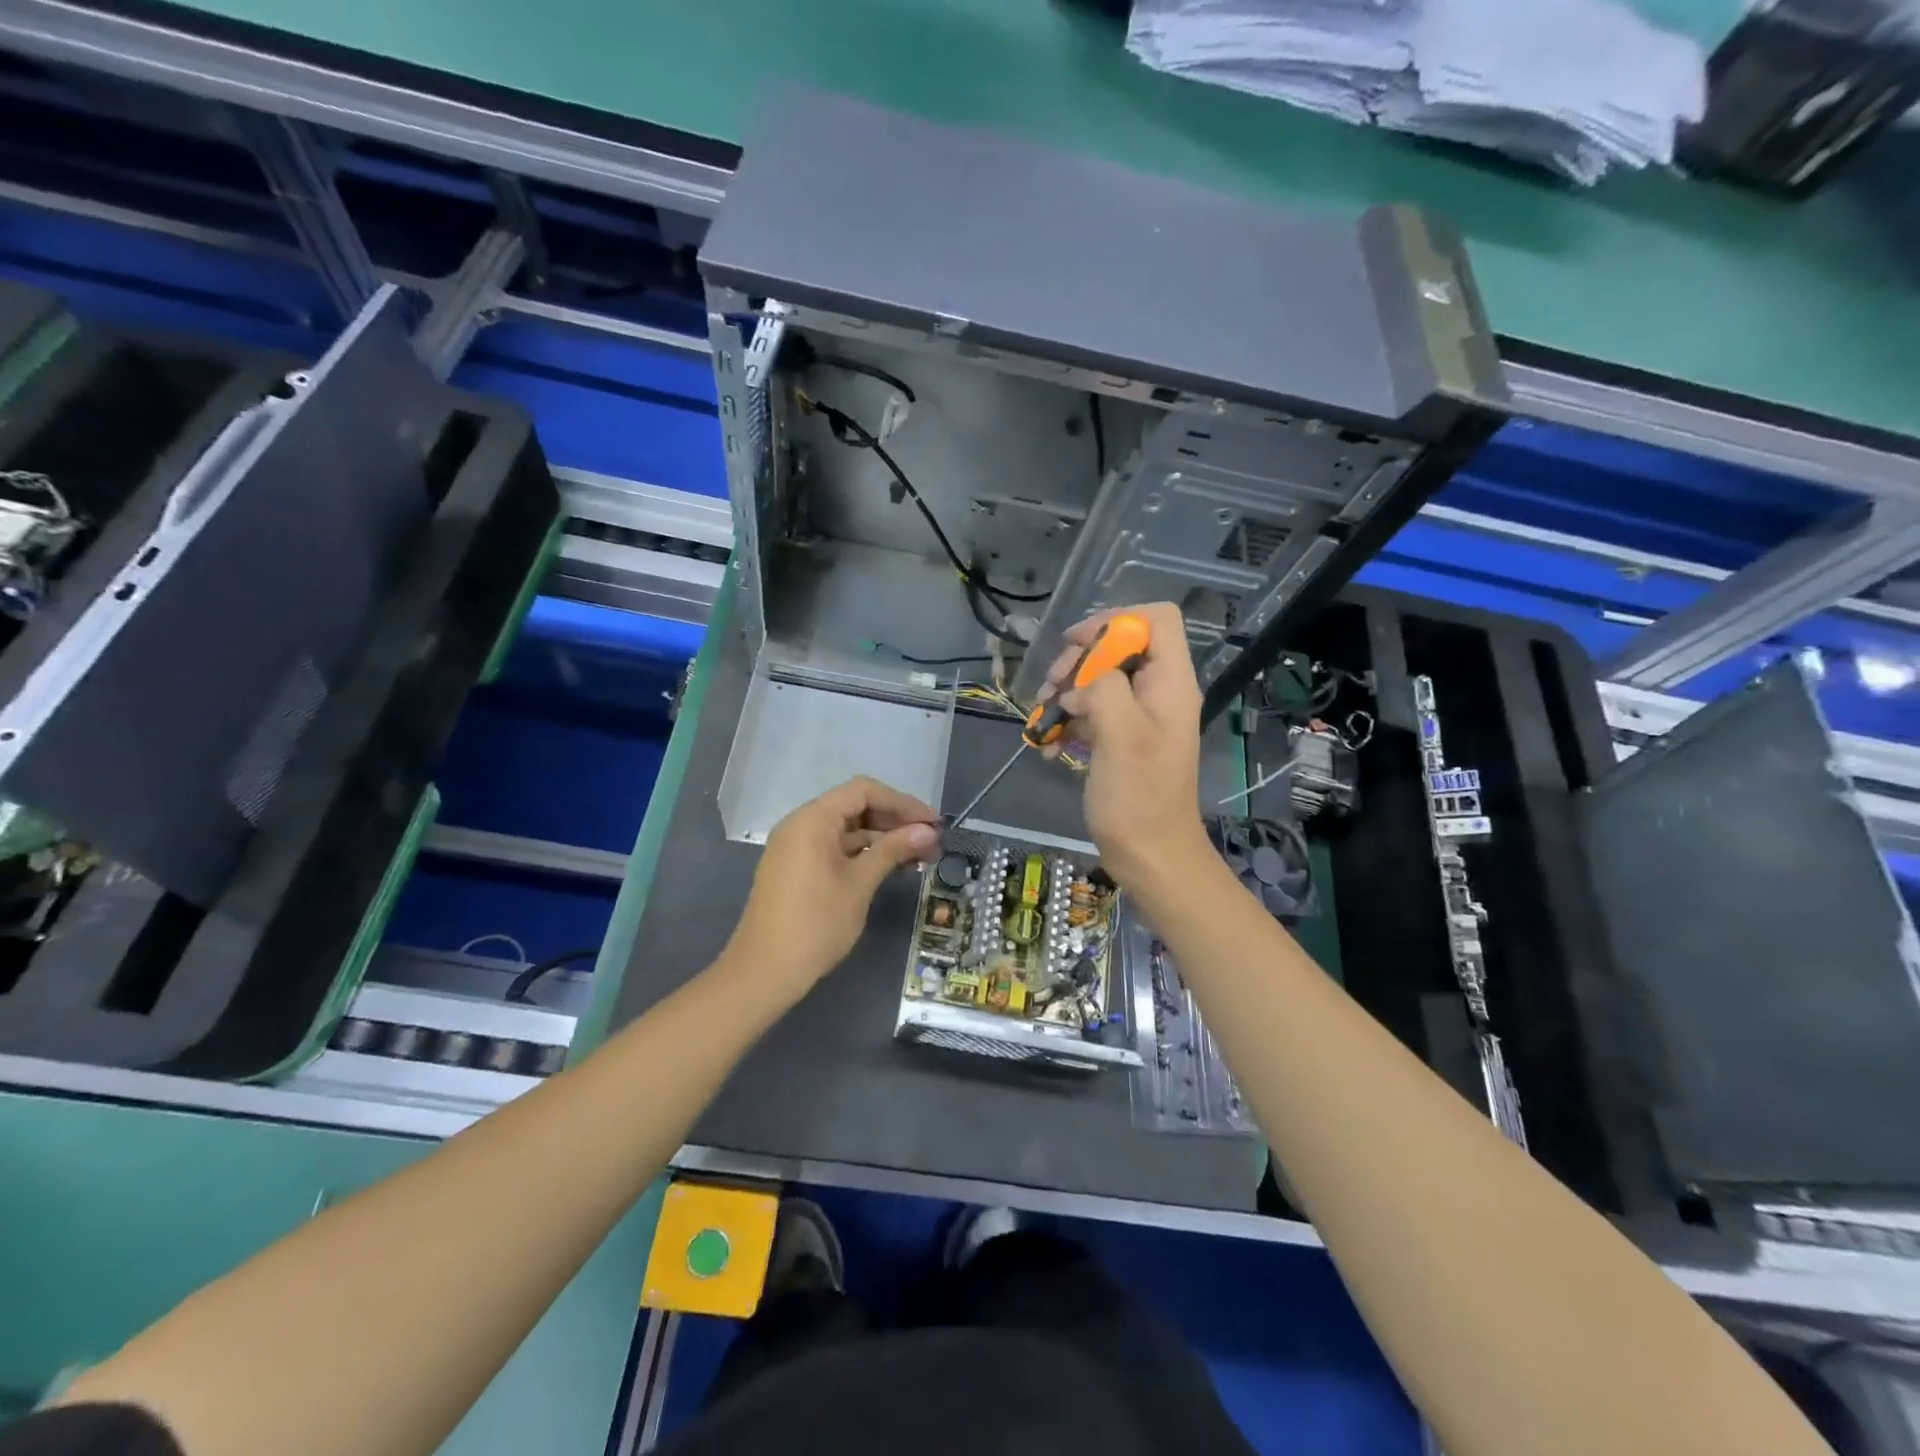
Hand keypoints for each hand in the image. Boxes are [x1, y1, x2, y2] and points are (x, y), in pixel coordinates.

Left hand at [724, 775, 940, 1004]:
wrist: (764, 972)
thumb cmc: (816, 923)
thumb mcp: (860, 883)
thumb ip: (893, 849)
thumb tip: (928, 831)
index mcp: (812, 819)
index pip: (864, 791)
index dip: (902, 802)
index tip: (933, 822)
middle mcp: (801, 824)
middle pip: (855, 807)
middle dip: (894, 821)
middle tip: (930, 842)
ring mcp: (796, 847)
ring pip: (846, 830)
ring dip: (881, 839)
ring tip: (918, 858)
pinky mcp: (796, 868)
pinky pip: (834, 848)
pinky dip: (862, 853)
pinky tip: (889, 868)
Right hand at [1042, 602, 1207, 889]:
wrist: (1150, 856)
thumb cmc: (1139, 798)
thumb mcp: (1121, 735)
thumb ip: (1104, 688)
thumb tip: (1084, 677)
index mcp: (1171, 683)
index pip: (1156, 618)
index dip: (1115, 621)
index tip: (1077, 646)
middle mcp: (1158, 692)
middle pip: (1119, 646)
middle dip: (1079, 662)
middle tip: (1053, 688)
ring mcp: (1139, 717)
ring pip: (1099, 680)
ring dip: (1066, 694)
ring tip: (1043, 720)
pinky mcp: (1121, 739)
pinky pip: (1092, 713)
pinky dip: (1068, 724)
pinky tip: (1050, 748)